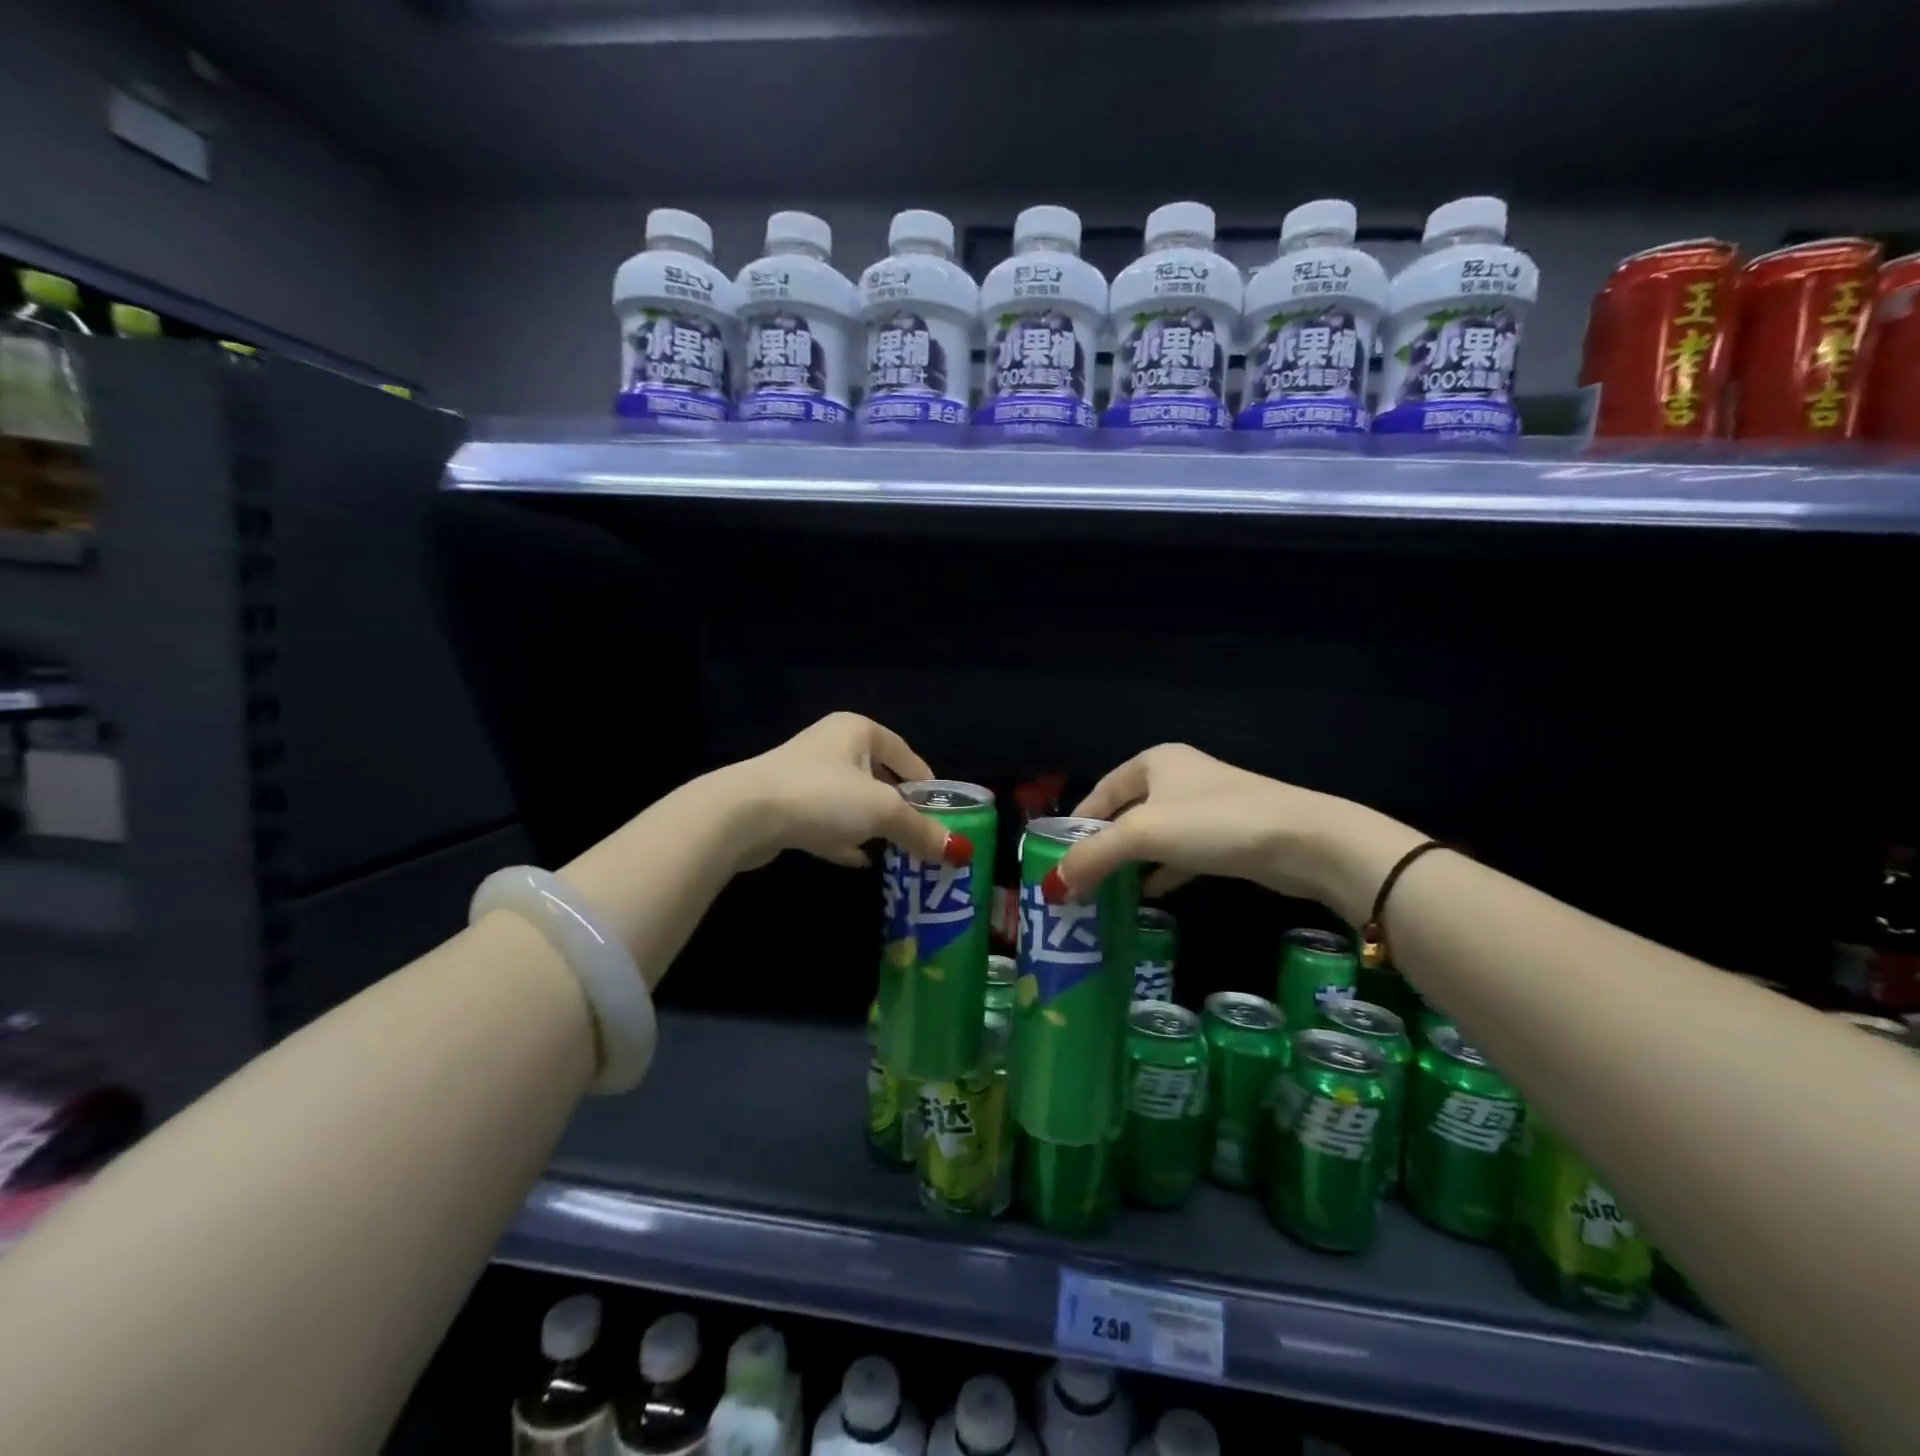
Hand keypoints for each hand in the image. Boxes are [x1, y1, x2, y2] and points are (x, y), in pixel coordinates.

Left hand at [727, 712, 965, 870]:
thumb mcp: (882, 811)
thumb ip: (921, 830)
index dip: (927, 783)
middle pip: (879, 777)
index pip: (905, 754)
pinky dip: (845, 839)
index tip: (944, 811)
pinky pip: (827, 822)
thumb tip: (962, 852)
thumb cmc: (822, 796)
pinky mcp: (786, 806)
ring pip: (852, 801)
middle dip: (901, 808)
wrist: (743, 815)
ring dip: (873, 825)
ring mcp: (805, 776)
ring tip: (898, 850)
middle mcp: (831, 746)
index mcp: (857, 730)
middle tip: (923, 835)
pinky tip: (860, 861)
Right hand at [1054, 744, 1423, 921]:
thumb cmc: (1214, 823)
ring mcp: (1204, 808)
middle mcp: (1177, 778)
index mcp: (1153, 762)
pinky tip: (1146, 895)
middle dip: (1101, 847)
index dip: (1076, 825)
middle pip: (1124, 814)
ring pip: (1153, 836)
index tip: (1056, 858)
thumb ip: (1094, 855)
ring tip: (1103, 893)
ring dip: (1129, 863)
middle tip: (1077, 881)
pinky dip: (1160, 872)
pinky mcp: (1226, 837)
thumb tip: (1052, 886)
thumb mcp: (1143, 833)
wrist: (1304, 841)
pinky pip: (1179, 854)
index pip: (1100, 792)